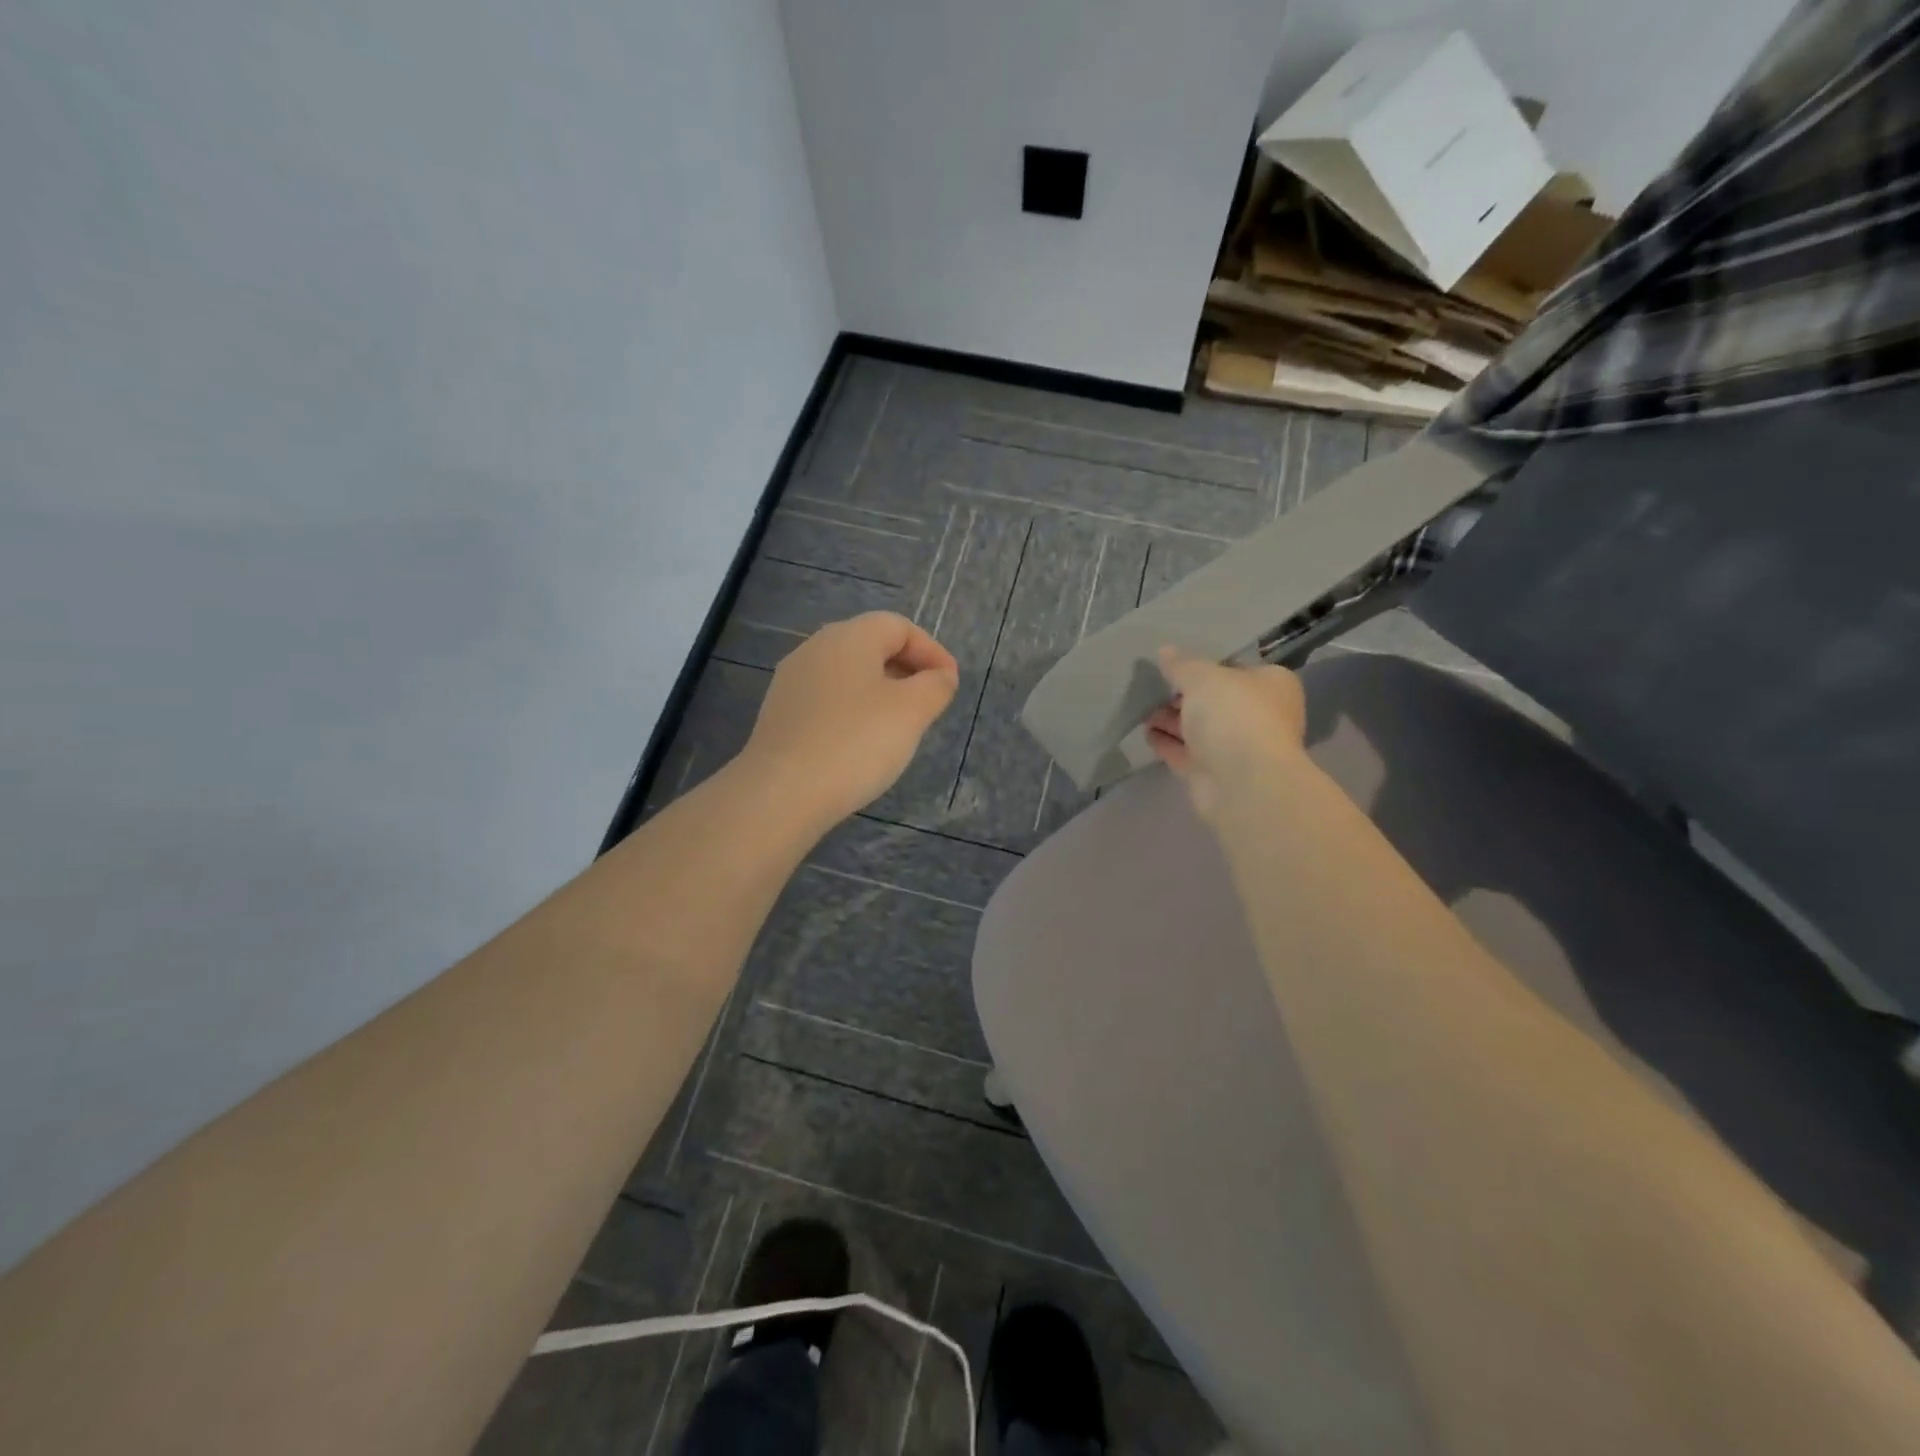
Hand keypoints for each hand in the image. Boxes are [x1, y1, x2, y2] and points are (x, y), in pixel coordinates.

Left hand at [741, 612, 960, 826]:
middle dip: (906, 669)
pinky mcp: (779, 713)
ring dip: (879, 692)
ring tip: (899, 726)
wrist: (782, 792)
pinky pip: (827, 700)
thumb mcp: (912, 711)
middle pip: (870, 645)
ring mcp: (792, 681)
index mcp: (849, 637)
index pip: (899, 626)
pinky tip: (860, 743)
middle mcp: (815, 648)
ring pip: (848, 674)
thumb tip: (940, 676)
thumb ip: (935, 686)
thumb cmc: (855, 742)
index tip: (950, 684)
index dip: (931, 651)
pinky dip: (852, 711)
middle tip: (928, 703)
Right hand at [1146, 648, 1306, 821]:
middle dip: (1183, 695)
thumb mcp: (1203, 676)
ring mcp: (1235, 747)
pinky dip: (1167, 743)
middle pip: (1215, 700)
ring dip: (1171, 720)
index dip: (1206, 665)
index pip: (1235, 668)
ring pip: (1198, 728)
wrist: (1242, 782)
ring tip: (1141, 709)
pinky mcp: (1213, 773)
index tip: (1175, 665)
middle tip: (1152, 686)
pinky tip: (1145, 733)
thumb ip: (1182, 664)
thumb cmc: (1234, 714)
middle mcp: (1258, 715)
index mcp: (1270, 685)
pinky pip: (1185, 753)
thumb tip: (1165, 652)